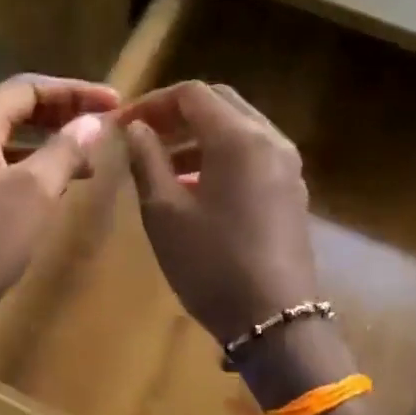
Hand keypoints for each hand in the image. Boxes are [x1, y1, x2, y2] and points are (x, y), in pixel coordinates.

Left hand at [0, 74, 118, 369]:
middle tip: (105, 126)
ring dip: (50, 144)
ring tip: (90, 160)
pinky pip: (1, 170)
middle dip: (63, 114)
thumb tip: (93, 121)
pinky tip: (58, 188)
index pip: (27, 88)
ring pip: (10, 143)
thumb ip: (65, 150)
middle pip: (16, 111)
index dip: (74, 90)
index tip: (114, 103)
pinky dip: (33, 170)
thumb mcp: (35, 192)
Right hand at [119, 81, 319, 350]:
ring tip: (161, 165)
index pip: (192, 94)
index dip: (153, 102)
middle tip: (142, 136)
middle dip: (177, 114)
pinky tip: (194, 187)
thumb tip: (137, 129)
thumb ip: (147, 160)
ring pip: (238, 128)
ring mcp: (288, 165)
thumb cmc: (211, 264)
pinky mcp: (292, 190)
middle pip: (220, 103)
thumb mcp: (164, 212)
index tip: (123, 124)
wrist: (274, 320)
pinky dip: (221, 156)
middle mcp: (270, 140)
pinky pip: (253, 154)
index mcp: (239, 138)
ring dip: (198, 136)